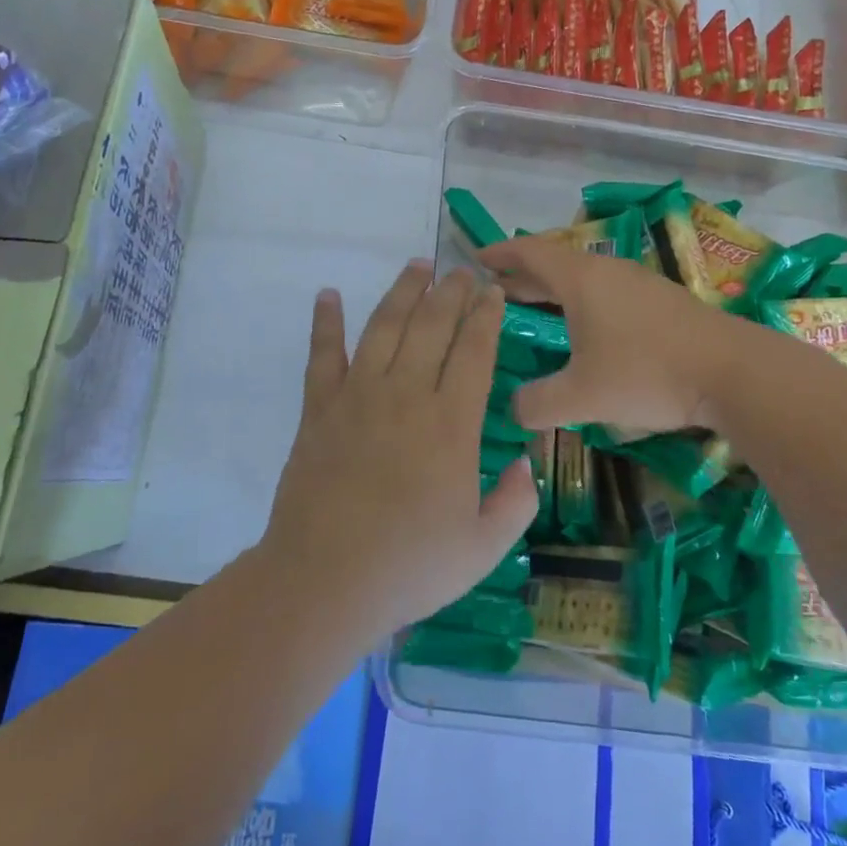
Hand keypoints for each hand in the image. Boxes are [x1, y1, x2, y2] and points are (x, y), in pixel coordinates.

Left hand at [259, 261, 537, 646]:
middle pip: (432, 326)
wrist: (324, 581)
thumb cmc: (409, 567)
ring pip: (384, 326)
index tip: (493, 292)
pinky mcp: (319, 407)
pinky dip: (325, 322)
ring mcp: (358, 395)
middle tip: (463, 270)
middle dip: (451, 292)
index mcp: (450, 423)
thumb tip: (527, 462)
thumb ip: (516, 503)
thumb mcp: (483, 548)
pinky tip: (328, 294)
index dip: (486, 316)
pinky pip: (322, 354)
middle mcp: (406, 394)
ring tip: (417, 264)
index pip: (474, 352)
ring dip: (403, 291)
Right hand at [479, 237, 727, 434]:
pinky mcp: (660, 300)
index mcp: (581, 279)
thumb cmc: (647, 373)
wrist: (732, 371)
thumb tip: (513, 408)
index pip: (530, 253)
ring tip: (533, 306)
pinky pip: (605, 289)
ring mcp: (637, 282)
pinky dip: (580, 299)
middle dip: (522, 275)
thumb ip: (538, 403)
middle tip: (494, 289)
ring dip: (553, 288)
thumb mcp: (582, 396)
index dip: (500, 253)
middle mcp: (606, 270)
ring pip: (583, 276)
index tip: (476, 257)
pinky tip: (584, 326)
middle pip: (554, 263)